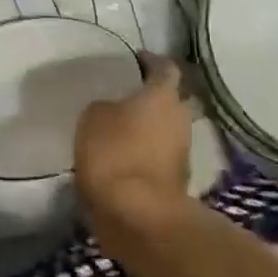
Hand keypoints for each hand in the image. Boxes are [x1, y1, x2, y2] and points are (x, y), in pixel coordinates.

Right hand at [75, 58, 192, 230]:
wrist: (139, 217)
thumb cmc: (115, 153)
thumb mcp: (93, 117)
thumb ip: (106, 106)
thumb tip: (113, 111)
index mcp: (163, 94)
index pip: (165, 67)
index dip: (150, 61)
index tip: (135, 59)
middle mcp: (180, 118)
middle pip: (172, 99)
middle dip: (154, 96)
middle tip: (128, 94)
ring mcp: (183, 153)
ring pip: (168, 130)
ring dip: (151, 127)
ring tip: (123, 127)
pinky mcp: (178, 183)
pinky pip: (162, 157)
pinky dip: (148, 154)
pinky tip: (126, 156)